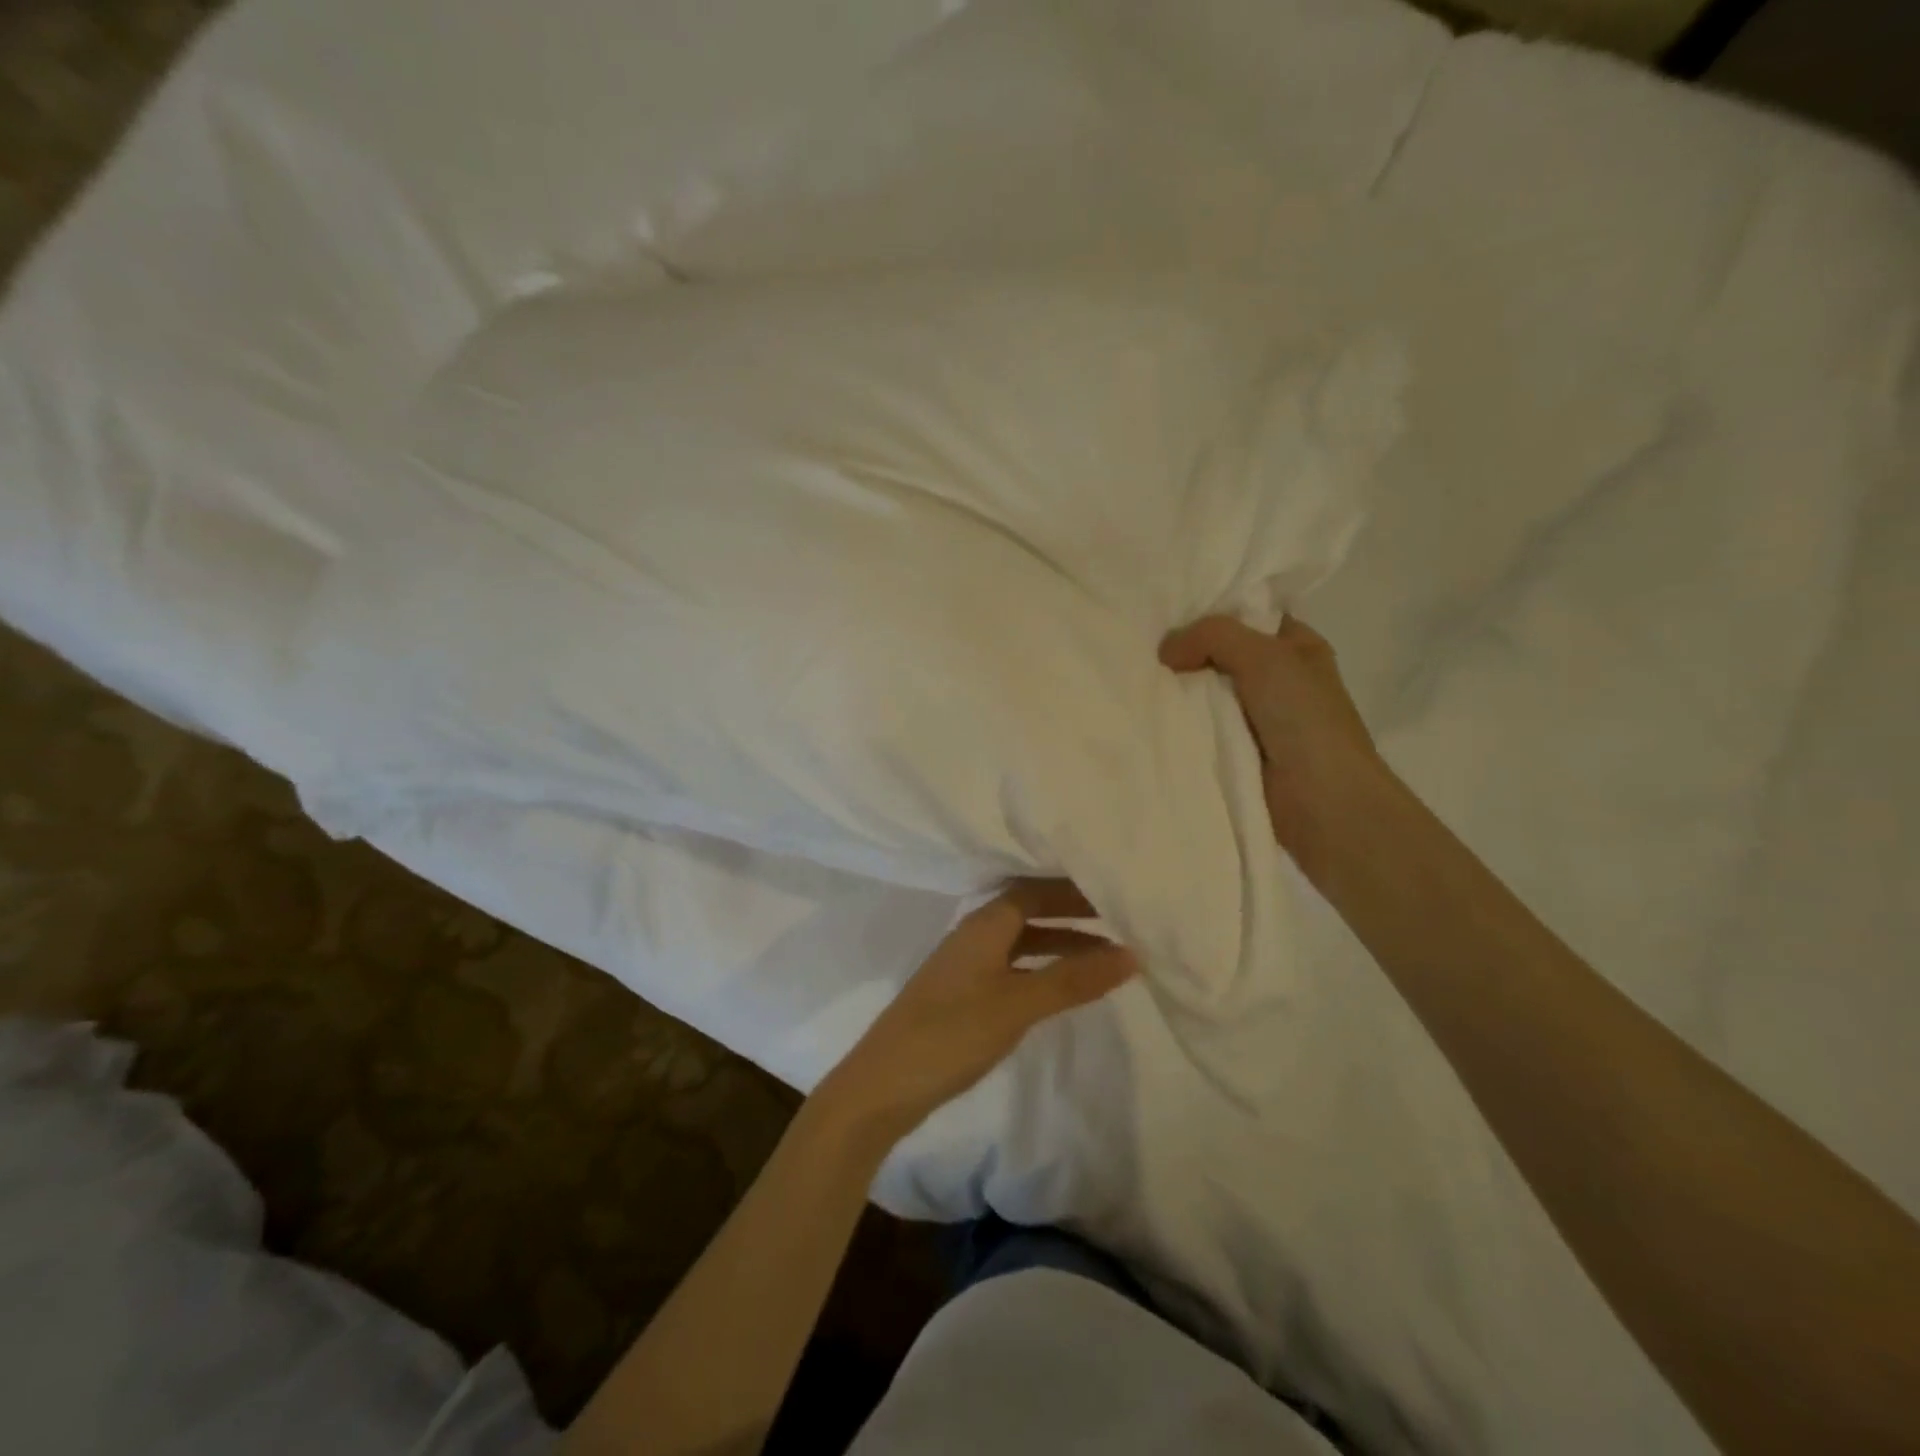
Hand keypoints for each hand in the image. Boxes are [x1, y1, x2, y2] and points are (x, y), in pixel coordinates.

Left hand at [817, 881, 1136, 1148]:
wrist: (885, 1084)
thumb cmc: (953, 1032)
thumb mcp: (1018, 1004)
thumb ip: (1072, 979)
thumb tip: (1131, 954)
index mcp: (984, 924)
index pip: (1034, 890)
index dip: (1072, 892)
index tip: (1113, 898)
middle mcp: (974, 936)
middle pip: (1028, 912)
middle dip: (1071, 916)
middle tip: (1118, 924)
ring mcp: (966, 967)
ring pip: (1022, 943)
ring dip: (1060, 946)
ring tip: (1104, 959)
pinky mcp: (963, 996)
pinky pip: (1013, 968)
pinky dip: (1041, 971)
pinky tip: (1061, 989)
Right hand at [1160, 614, 1382, 880]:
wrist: (1322, 804)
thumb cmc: (1305, 720)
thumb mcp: (1265, 657)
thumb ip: (1213, 636)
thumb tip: (1166, 651)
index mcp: (1297, 649)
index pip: (1248, 616)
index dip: (1210, 612)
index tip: (1165, 613)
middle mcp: (1278, 680)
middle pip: (1220, 655)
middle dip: (1185, 653)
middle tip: (1140, 648)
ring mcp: (1256, 720)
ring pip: (1205, 693)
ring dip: (1177, 692)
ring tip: (1134, 680)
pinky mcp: (1235, 753)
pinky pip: (1200, 728)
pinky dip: (1179, 724)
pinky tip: (1148, 716)